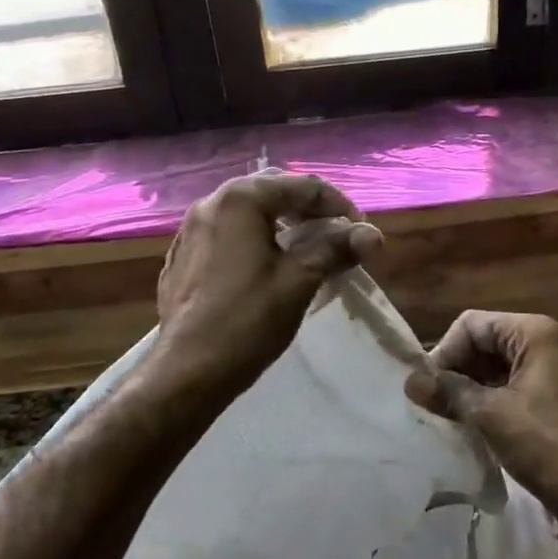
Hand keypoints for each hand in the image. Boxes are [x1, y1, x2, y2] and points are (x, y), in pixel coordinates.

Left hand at [155, 171, 382, 398]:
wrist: (186, 372)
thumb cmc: (247, 321)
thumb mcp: (299, 281)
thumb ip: (336, 249)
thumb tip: (373, 235)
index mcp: (240, 200)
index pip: (303, 186)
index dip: (339, 206)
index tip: (361, 233)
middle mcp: (211, 203)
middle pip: (273, 191)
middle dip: (310, 209)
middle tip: (338, 235)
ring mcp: (191, 230)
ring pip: (249, 213)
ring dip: (283, 224)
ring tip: (309, 249)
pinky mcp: (183, 257)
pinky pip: (228, 234)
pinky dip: (256, 239)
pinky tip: (269, 266)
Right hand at [405, 311, 557, 558]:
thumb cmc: (548, 447)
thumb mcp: (491, 416)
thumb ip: (449, 392)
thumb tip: (410, 381)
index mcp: (536, 333)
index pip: (473, 324)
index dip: (446, 351)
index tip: (429, 388)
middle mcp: (549, 341)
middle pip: (486, 341)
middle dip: (458, 369)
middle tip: (434, 404)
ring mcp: (557, 370)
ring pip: (499, 366)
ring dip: (472, 387)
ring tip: (449, 416)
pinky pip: (515, 385)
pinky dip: (492, 400)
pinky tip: (474, 425)